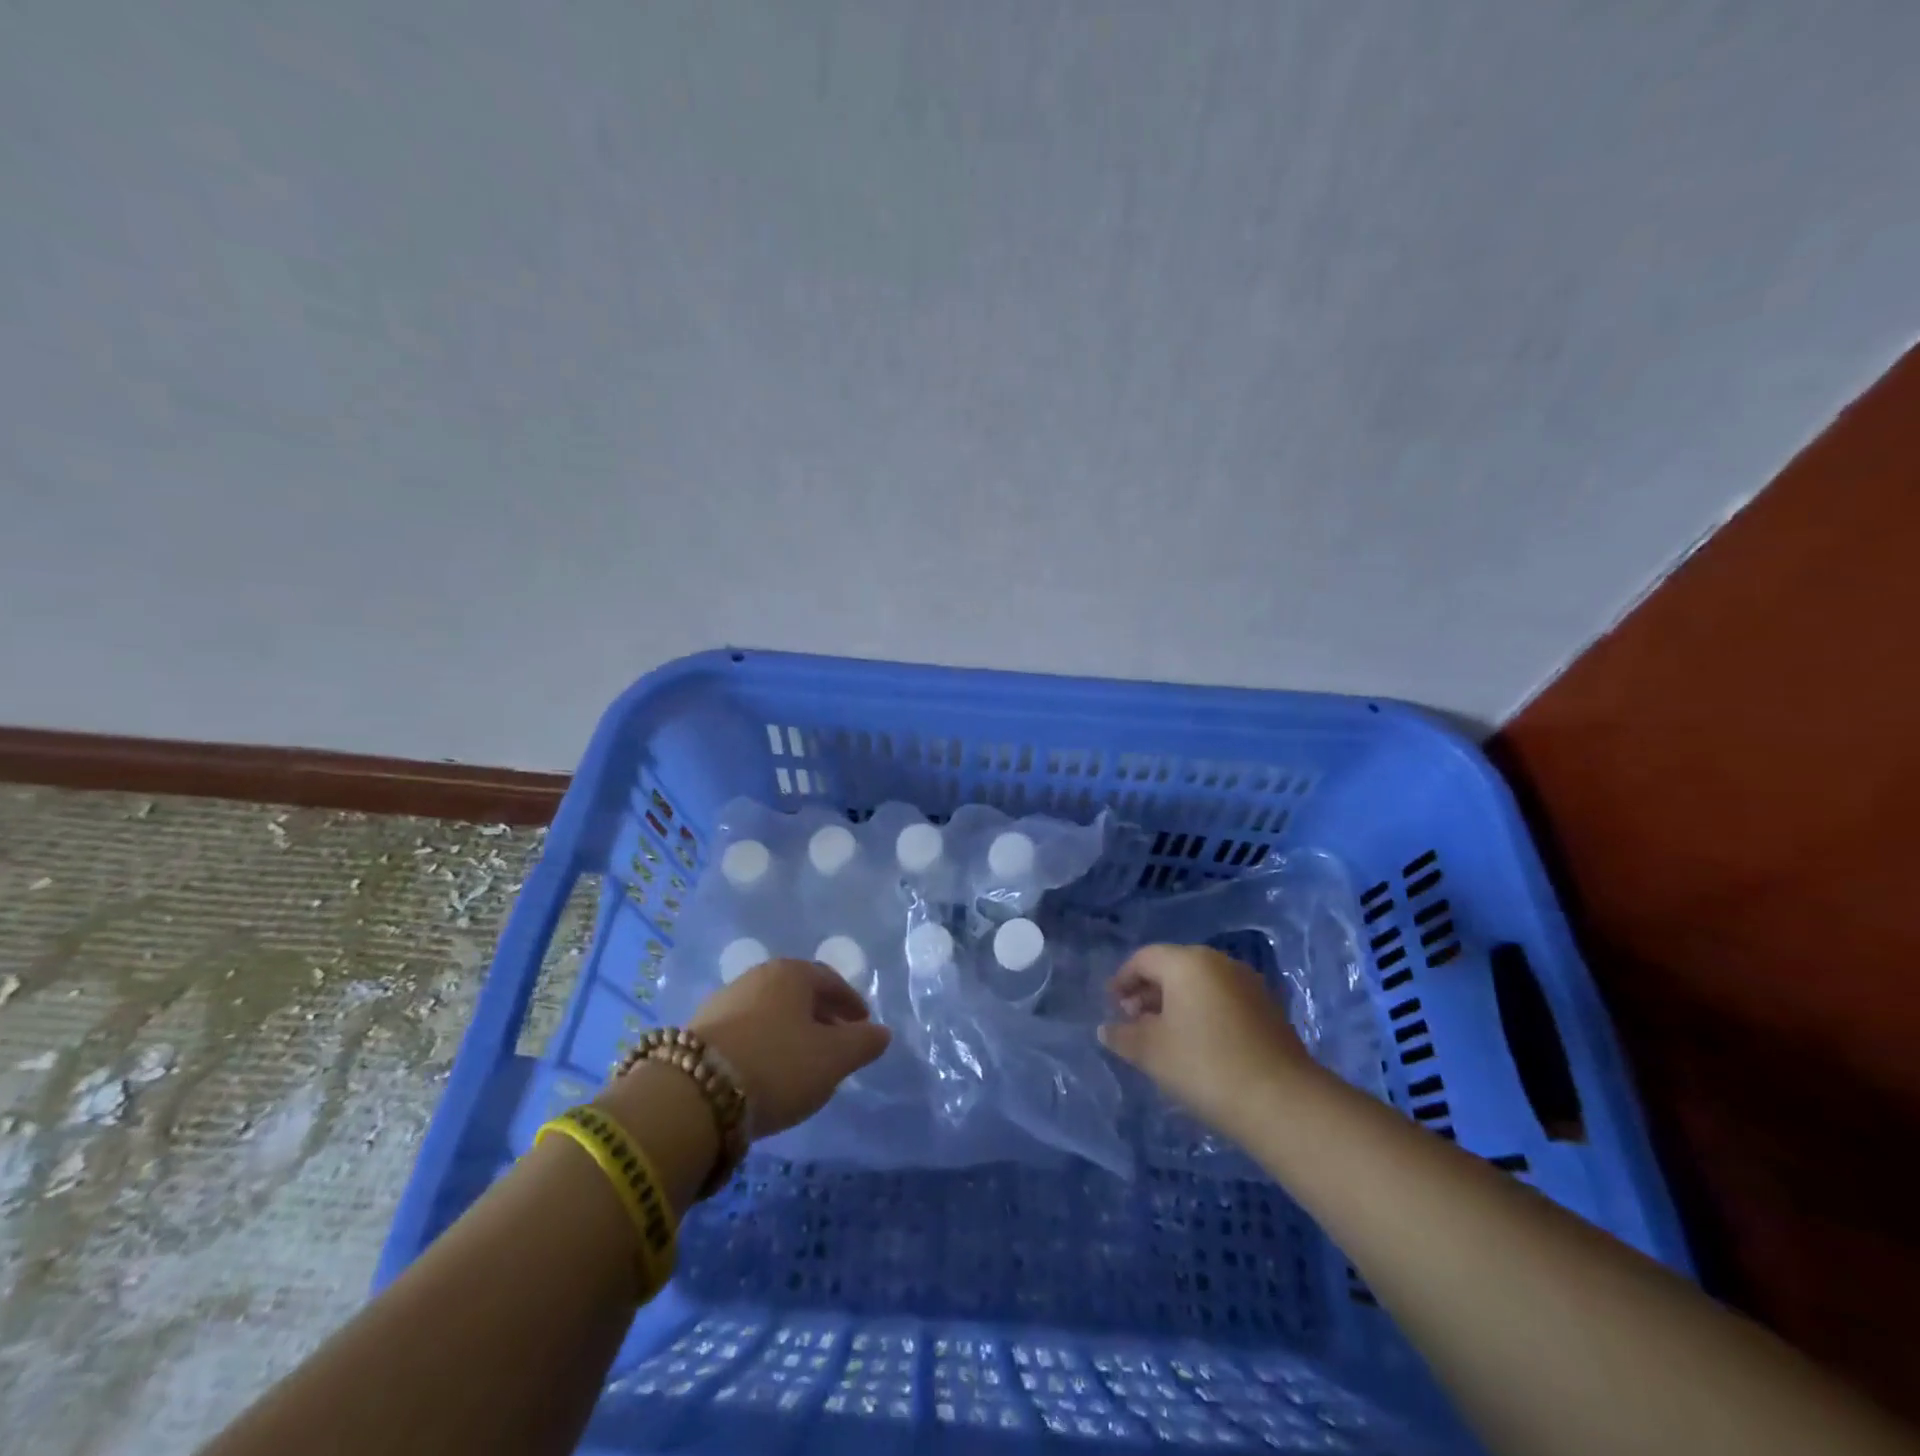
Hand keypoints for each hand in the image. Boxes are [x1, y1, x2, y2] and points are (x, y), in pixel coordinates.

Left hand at [689, 958, 890, 1137]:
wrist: (693, 1095)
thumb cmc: (778, 1064)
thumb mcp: (833, 1058)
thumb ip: (863, 1043)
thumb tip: (882, 1032)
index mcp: (791, 973)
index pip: (830, 980)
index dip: (851, 1004)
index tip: (863, 1026)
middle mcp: (756, 977)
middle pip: (798, 994)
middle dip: (821, 1018)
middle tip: (837, 1047)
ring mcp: (723, 1002)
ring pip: (769, 1013)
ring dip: (789, 1034)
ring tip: (801, 1066)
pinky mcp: (698, 1032)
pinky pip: (745, 1033)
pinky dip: (763, 1047)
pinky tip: (765, 1075)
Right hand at [1099, 944, 1315, 1138]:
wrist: (1282, 1102)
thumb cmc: (1205, 1066)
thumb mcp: (1151, 1053)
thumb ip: (1123, 1036)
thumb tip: (1106, 1029)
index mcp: (1187, 962)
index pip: (1144, 958)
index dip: (1122, 980)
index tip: (1111, 1007)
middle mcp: (1218, 962)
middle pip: (1173, 967)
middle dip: (1149, 992)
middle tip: (1134, 1023)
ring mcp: (1248, 984)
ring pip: (1200, 984)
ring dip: (1176, 1004)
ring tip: (1164, 1038)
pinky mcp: (1268, 1009)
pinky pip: (1222, 1000)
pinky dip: (1203, 1013)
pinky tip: (1198, 1046)